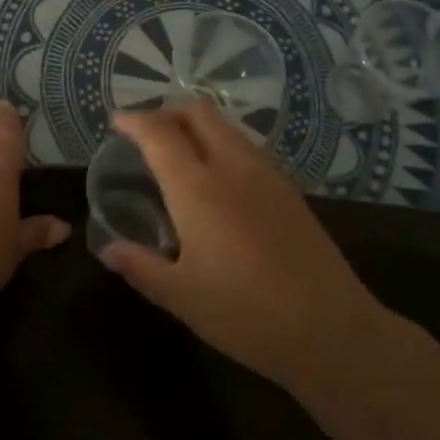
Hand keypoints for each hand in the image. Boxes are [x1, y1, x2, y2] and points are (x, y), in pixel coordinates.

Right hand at [99, 101, 395, 383]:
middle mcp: (233, 168)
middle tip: (146, 131)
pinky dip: (222, 145)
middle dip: (167, 111)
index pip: (160, 133)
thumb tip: (108, 250)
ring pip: (227, 127)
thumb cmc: (245, 313)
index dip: (135, 120)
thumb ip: (141, 266)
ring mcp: (268, 175)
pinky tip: (217, 180)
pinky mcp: (290, 191)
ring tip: (178, 152)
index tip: (117, 122)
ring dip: (198, 126)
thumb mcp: (181, 296)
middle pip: (199, 113)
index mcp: (198, 188)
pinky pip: (247, 148)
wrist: (331, 329)